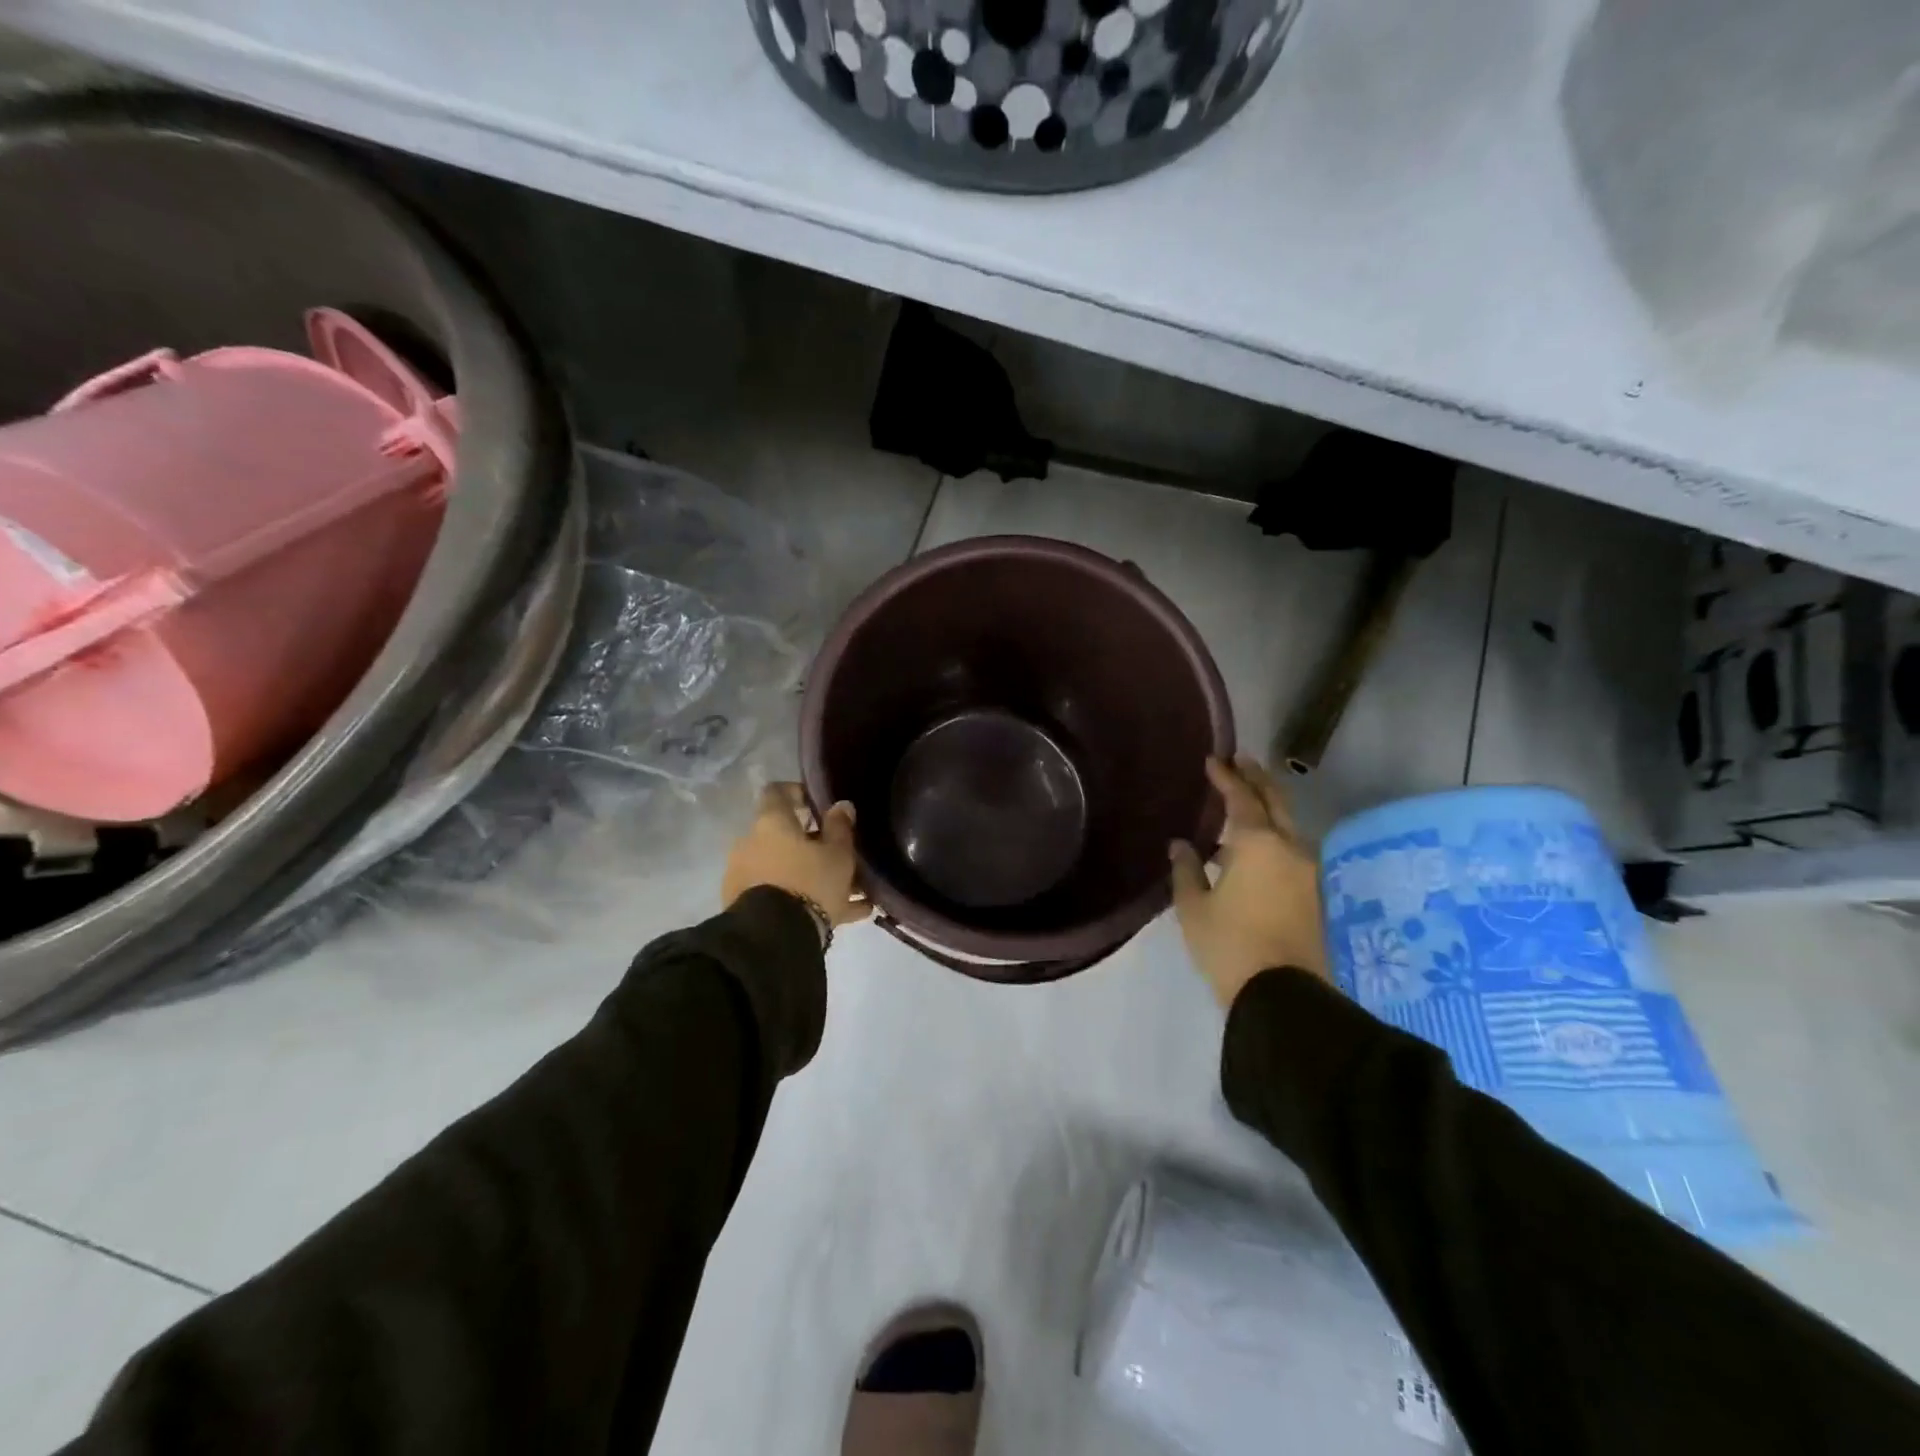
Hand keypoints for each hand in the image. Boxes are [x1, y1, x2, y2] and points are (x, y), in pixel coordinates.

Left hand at [723, 784, 870, 941]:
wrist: (773, 938)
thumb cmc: (810, 881)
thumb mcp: (838, 854)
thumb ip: (840, 827)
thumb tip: (841, 805)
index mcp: (771, 823)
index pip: (776, 792)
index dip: (797, 793)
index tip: (817, 804)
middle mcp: (751, 844)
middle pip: (784, 835)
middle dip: (813, 844)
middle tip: (842, 856)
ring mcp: (745, 876)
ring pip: (786, 869)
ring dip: (814, 876)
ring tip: (852, 894)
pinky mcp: (746, 907)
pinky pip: (783, 896)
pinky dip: (807, 901)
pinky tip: (845, 916)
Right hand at [1170, 755, 1330, 1007]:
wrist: (1283, 996)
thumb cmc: (1229, 945)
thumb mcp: (1194, 908)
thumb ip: (1187, 870)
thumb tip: (1181, 845)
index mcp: (1257, 844)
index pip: (1242, 797)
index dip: (1226, 777)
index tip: (1213, 760)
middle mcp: (1289, 848)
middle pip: (1276, 801)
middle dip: (1258, 778)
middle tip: (1242, 761)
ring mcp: (1307, 872)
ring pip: (1288, 826)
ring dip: (1268, 808)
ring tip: (1246, 802)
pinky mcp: (1313, 895)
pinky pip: (1291, 849)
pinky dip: (1274, 835)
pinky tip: (1254, 846)